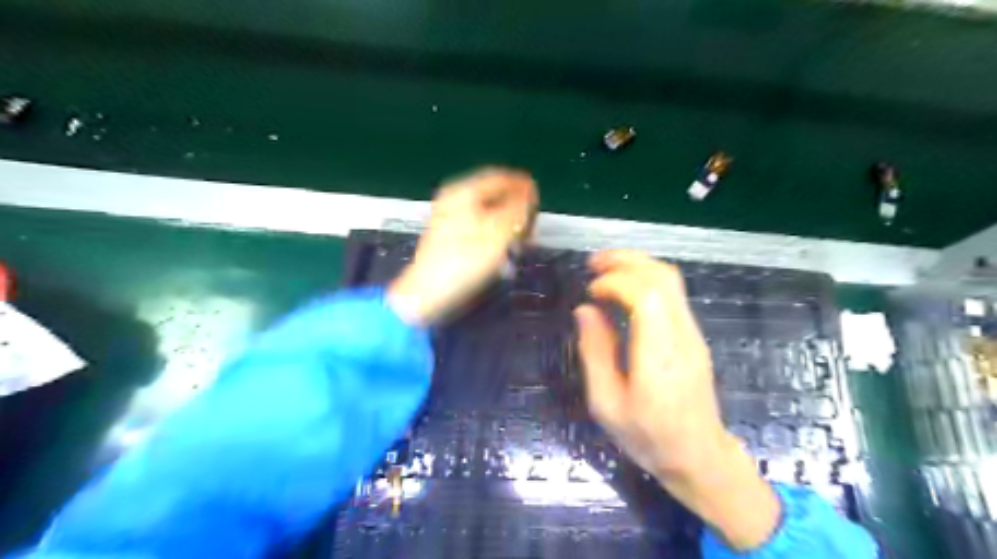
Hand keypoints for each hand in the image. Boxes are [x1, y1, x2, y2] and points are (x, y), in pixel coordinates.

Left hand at [387, 167, 537, 321]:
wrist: (427, 293)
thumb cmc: (464, 261)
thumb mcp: (498, 232)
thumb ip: (518, 208)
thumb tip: (530, 191)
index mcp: (464, 191)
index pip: (502, 178)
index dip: (524, 188)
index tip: (539, 204)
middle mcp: (454, 198)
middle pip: (493, 194)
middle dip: (516, 208)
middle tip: (531, 227)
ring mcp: (449, 216)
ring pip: (487, 211)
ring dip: (507, 223)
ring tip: (520, 242)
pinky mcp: (448, 235)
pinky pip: (478, 225)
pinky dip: (494, 232)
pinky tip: (502, 249)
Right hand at [578, 251, 778, 551]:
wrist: (699, 457)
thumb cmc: (648, 437)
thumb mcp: (607, 404)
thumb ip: (595, 353)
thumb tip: (585, 310)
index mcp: (659, 356)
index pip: (646, 295)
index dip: (615, 282)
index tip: (590, 292)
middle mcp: (681, 337)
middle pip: (663, 277)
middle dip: (626, 260)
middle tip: (593, 263)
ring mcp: (692, 334)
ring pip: (671, 280)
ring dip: (637, 265)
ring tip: (603, 269)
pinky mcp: (693, 336)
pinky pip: (673, 294)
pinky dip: (646, 280)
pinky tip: (623, 289)